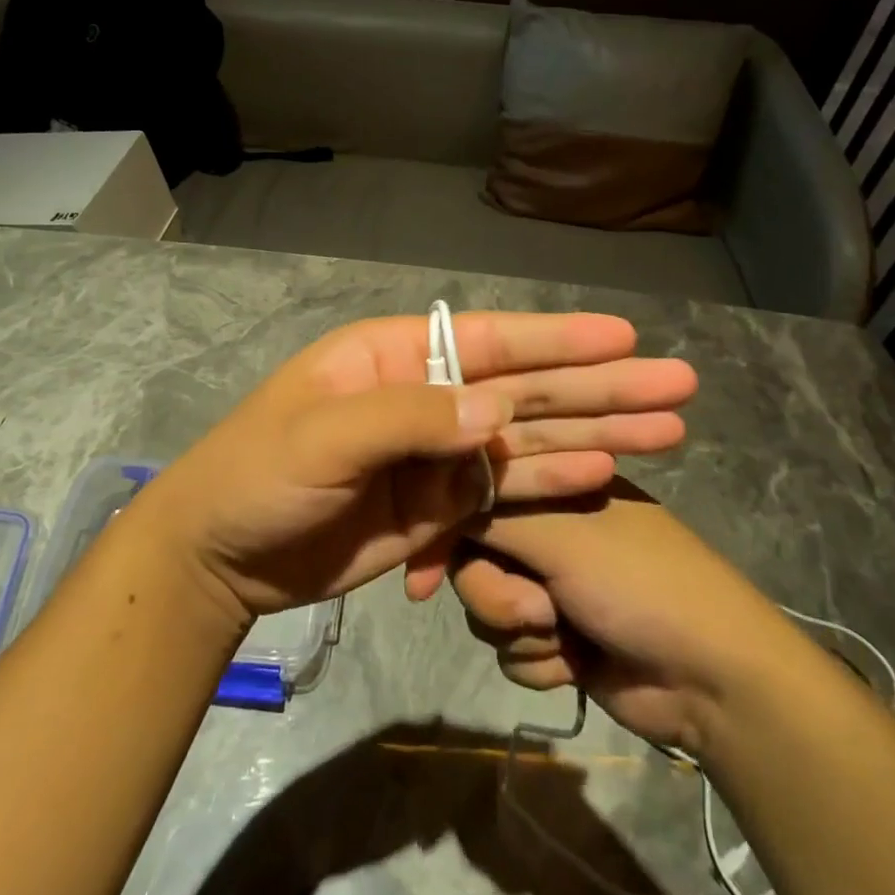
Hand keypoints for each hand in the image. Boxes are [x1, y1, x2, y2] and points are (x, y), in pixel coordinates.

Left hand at [136, 313, 695, 619]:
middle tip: (676, 385)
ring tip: (666, 429)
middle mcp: (426, 395)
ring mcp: (436, 453)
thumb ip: (410, 419)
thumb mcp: (323, 437)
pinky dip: (553, 480)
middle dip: (600, 386)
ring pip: (528, 437)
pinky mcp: (438, 505)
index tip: (624, 336)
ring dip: (595, 432)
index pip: (488, 340)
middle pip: (526, 387)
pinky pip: (506, 489)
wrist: (218, 558)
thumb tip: (498, 411)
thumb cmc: (257, 475)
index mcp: (394, 357)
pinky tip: (602, 470)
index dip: (558, 339)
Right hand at [451, 481, 777, 755]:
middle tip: (534, 609)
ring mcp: (551, 582)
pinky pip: (510, 648)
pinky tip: (576, 664)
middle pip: (472, 556)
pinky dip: (539, 660)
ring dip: (520, 631)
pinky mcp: (556, 634)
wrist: (710, 679)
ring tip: (564, 636)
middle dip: (494, 593)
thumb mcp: (561, 533)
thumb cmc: (638, 581)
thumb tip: (437, 501)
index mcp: (554, 483)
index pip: (478, 492)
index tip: (419, 575)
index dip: (446, 531)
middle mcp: (547, 527)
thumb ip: (492, 513)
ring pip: (486, 606)